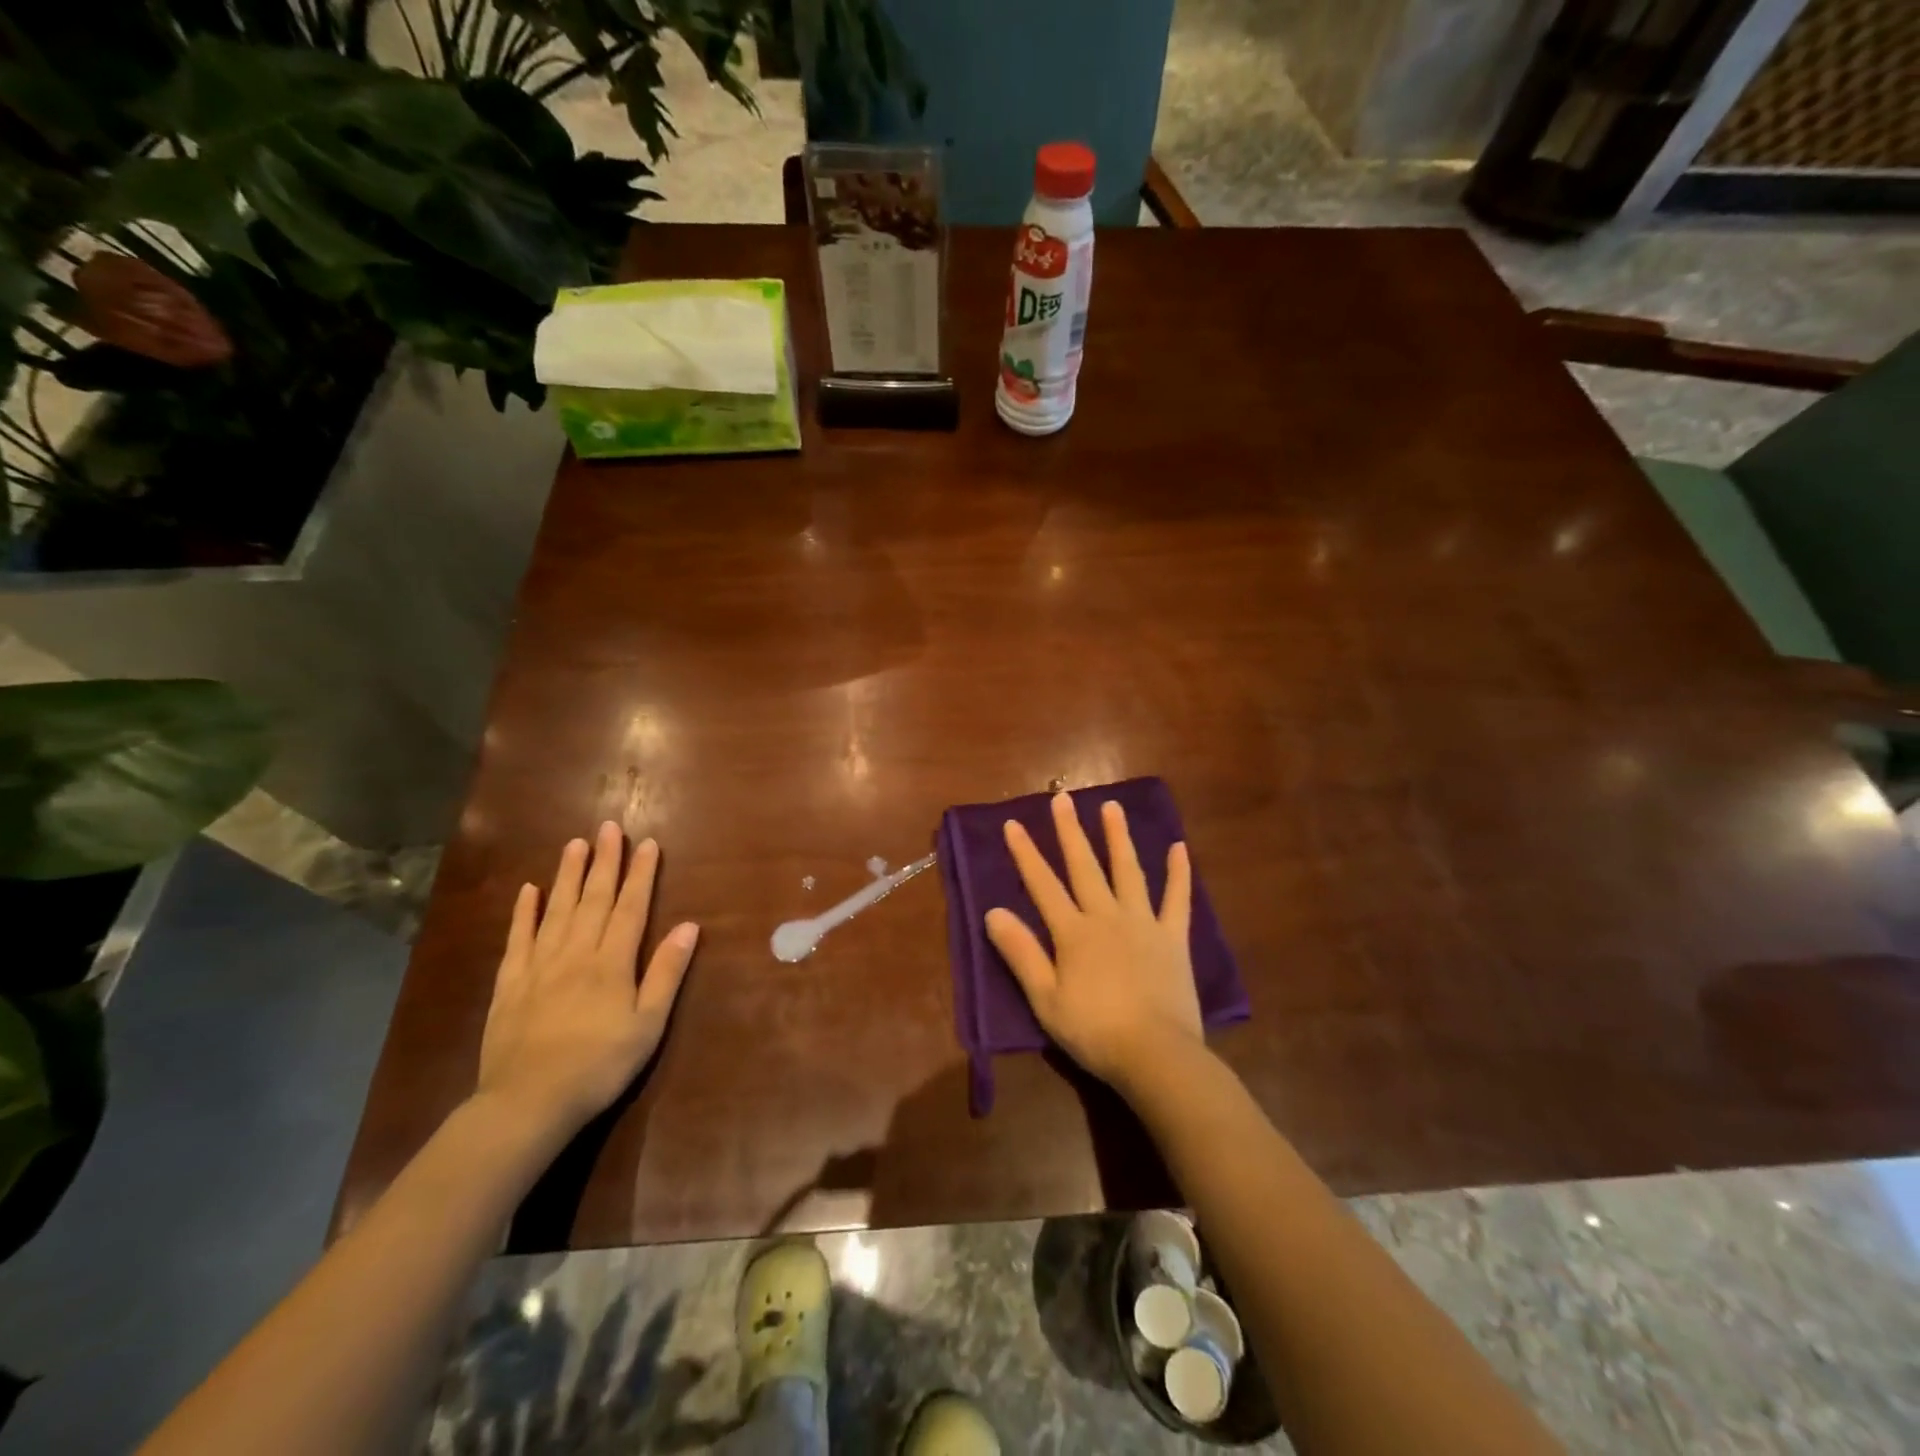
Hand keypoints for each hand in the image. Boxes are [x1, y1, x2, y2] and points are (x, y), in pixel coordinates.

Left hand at [476, 822, 698, 1137]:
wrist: (528, 1103)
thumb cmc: (600, 1065)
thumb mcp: (648, 1024)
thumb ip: (666, 972)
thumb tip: (689, 926)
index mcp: (612, 962)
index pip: (631, 907)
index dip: (641, 874)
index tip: (648, 844)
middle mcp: (576, 953)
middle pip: (593, 899)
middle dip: (605, 862)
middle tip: (609, 827)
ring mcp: (539, 966)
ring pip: (556, 910)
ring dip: (567, 875)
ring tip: (575, 844)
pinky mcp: (510, 985)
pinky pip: (517, 940)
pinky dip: (523, 913)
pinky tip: (528, 890)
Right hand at [985, 793, 1201, 1088]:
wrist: (1155, 1055)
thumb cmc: (1094, 1031)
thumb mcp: (1045, 999)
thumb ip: (1021, 953)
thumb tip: (993, 912)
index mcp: (1073, 933)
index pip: (1043, 885)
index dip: (1026, 853)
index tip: (1013, 822)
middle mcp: (1106, 917)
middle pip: (1085, 866)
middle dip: (1070, 831)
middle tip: (1062, 797)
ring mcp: (1143, 924)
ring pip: (1128, 871)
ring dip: (1118, 837)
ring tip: (1112, 806)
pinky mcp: (1174, 938)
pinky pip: (1178, 899)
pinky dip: (1179, 873)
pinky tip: (1179, 848)